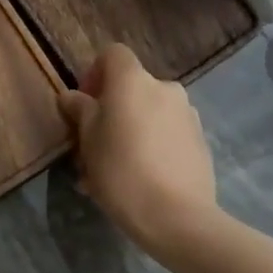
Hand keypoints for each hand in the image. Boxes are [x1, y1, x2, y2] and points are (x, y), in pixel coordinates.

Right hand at [60, 43, 219, 260]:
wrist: (178, 218)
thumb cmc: (122, 170)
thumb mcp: (88, 139)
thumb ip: (80, 110)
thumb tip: (72, 96)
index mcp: (134, 80)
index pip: (112, 55)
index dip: (94, 74)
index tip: (84, 105)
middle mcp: (165, 88)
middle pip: (130, 89)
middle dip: (110, 112)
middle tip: (92, 147)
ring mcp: (187, 116)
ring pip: (148, 115)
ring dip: (129, 133)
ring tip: (111, 173)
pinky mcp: (200, 143)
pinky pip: (166, 136)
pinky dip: (150, 148)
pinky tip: (137, 182)